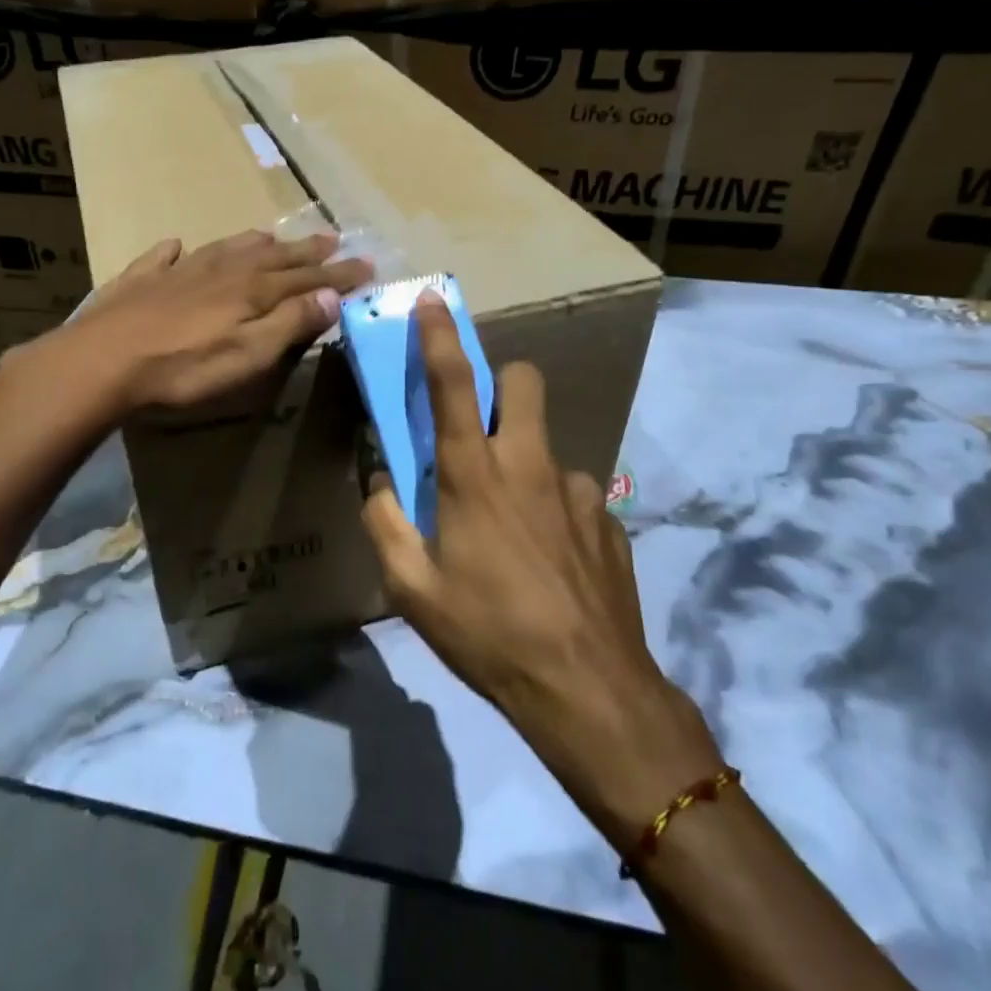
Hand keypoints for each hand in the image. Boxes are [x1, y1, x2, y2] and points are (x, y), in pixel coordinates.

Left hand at [48, 229, 371, 414]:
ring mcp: (176, 273)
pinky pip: (162, 258)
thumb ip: (290, 323)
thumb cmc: (184, 369)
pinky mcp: (138, 282)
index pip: (306, 278)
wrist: (101, 363)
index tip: (367, 265)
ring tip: (270, 237)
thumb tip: (331, 295)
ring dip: (252, 243)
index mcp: (251, 291)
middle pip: (271, 257)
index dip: (338, 274)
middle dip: (305, 250)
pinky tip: (176, 246)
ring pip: (225, 249)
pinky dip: (175, 251)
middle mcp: (219, 272)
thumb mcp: (249, 355)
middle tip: (332, 237)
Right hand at [361, 291, 722, 831]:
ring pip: (547, 445)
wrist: (587, 689)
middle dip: (502, 383)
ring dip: (524, 465)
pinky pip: (572, 496)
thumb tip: (382, 486)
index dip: (439, 337)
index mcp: (474, 476)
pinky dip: (552, 512)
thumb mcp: (411, 588)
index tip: (432, 301)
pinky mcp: (608, 520)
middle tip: (482, 429)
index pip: (454, 385)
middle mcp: (530, 466)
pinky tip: (548, 563)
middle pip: (524, 382)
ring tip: (512, 530)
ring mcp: (577, 490)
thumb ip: (386, 524)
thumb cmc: (487, 633)